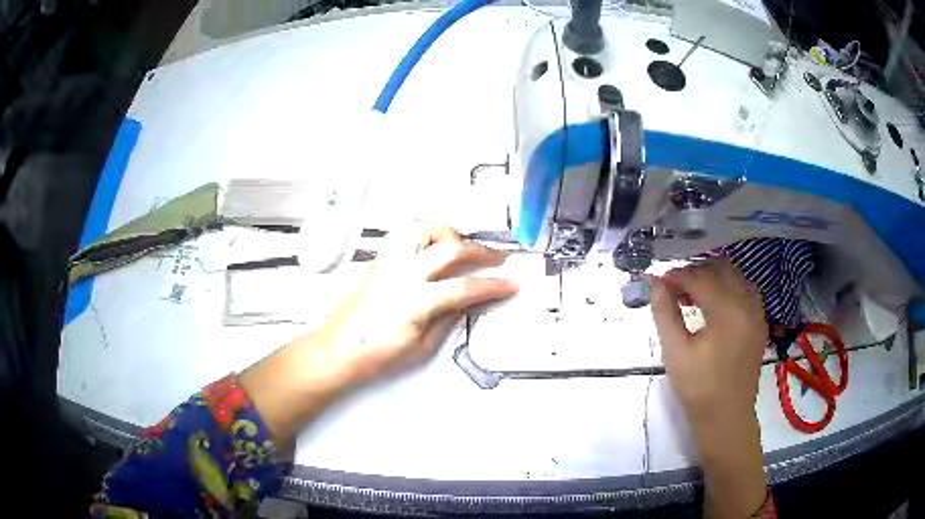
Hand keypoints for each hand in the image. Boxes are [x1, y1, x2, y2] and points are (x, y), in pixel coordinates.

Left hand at [320, 225, 518, 380]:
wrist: (338, 350)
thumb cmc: (374, 355)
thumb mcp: (421, 347)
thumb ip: (448, 319)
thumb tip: (467, 302)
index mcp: (415, 301)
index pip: (465, 287)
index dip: (494, 286)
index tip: (510, 284)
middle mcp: (401, 274)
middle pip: (449, 247)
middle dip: (480, 251)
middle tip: (496, 258)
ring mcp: (387, 263)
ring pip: (422, 229)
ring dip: (447, 233)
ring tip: (460, 245)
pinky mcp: (377, 262)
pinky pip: (402, 236)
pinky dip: (423, 235)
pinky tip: (430, 248)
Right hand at [649, 258, 768, 518]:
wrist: (727, 417)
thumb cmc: (698, 388)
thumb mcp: (675, 352)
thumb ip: (665, 313)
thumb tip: (655, 283)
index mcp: (728, 311)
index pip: (701, 278)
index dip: (678, 275)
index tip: (659, 280)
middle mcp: (747, 304)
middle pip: (722, 268)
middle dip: (696, 271)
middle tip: (675, 287)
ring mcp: (757, 312)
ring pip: (735, 277)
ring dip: (713, 278)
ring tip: (692, 295)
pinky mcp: (759, 322)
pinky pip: (744, 291)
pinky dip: (727, 288)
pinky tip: (713, 305)